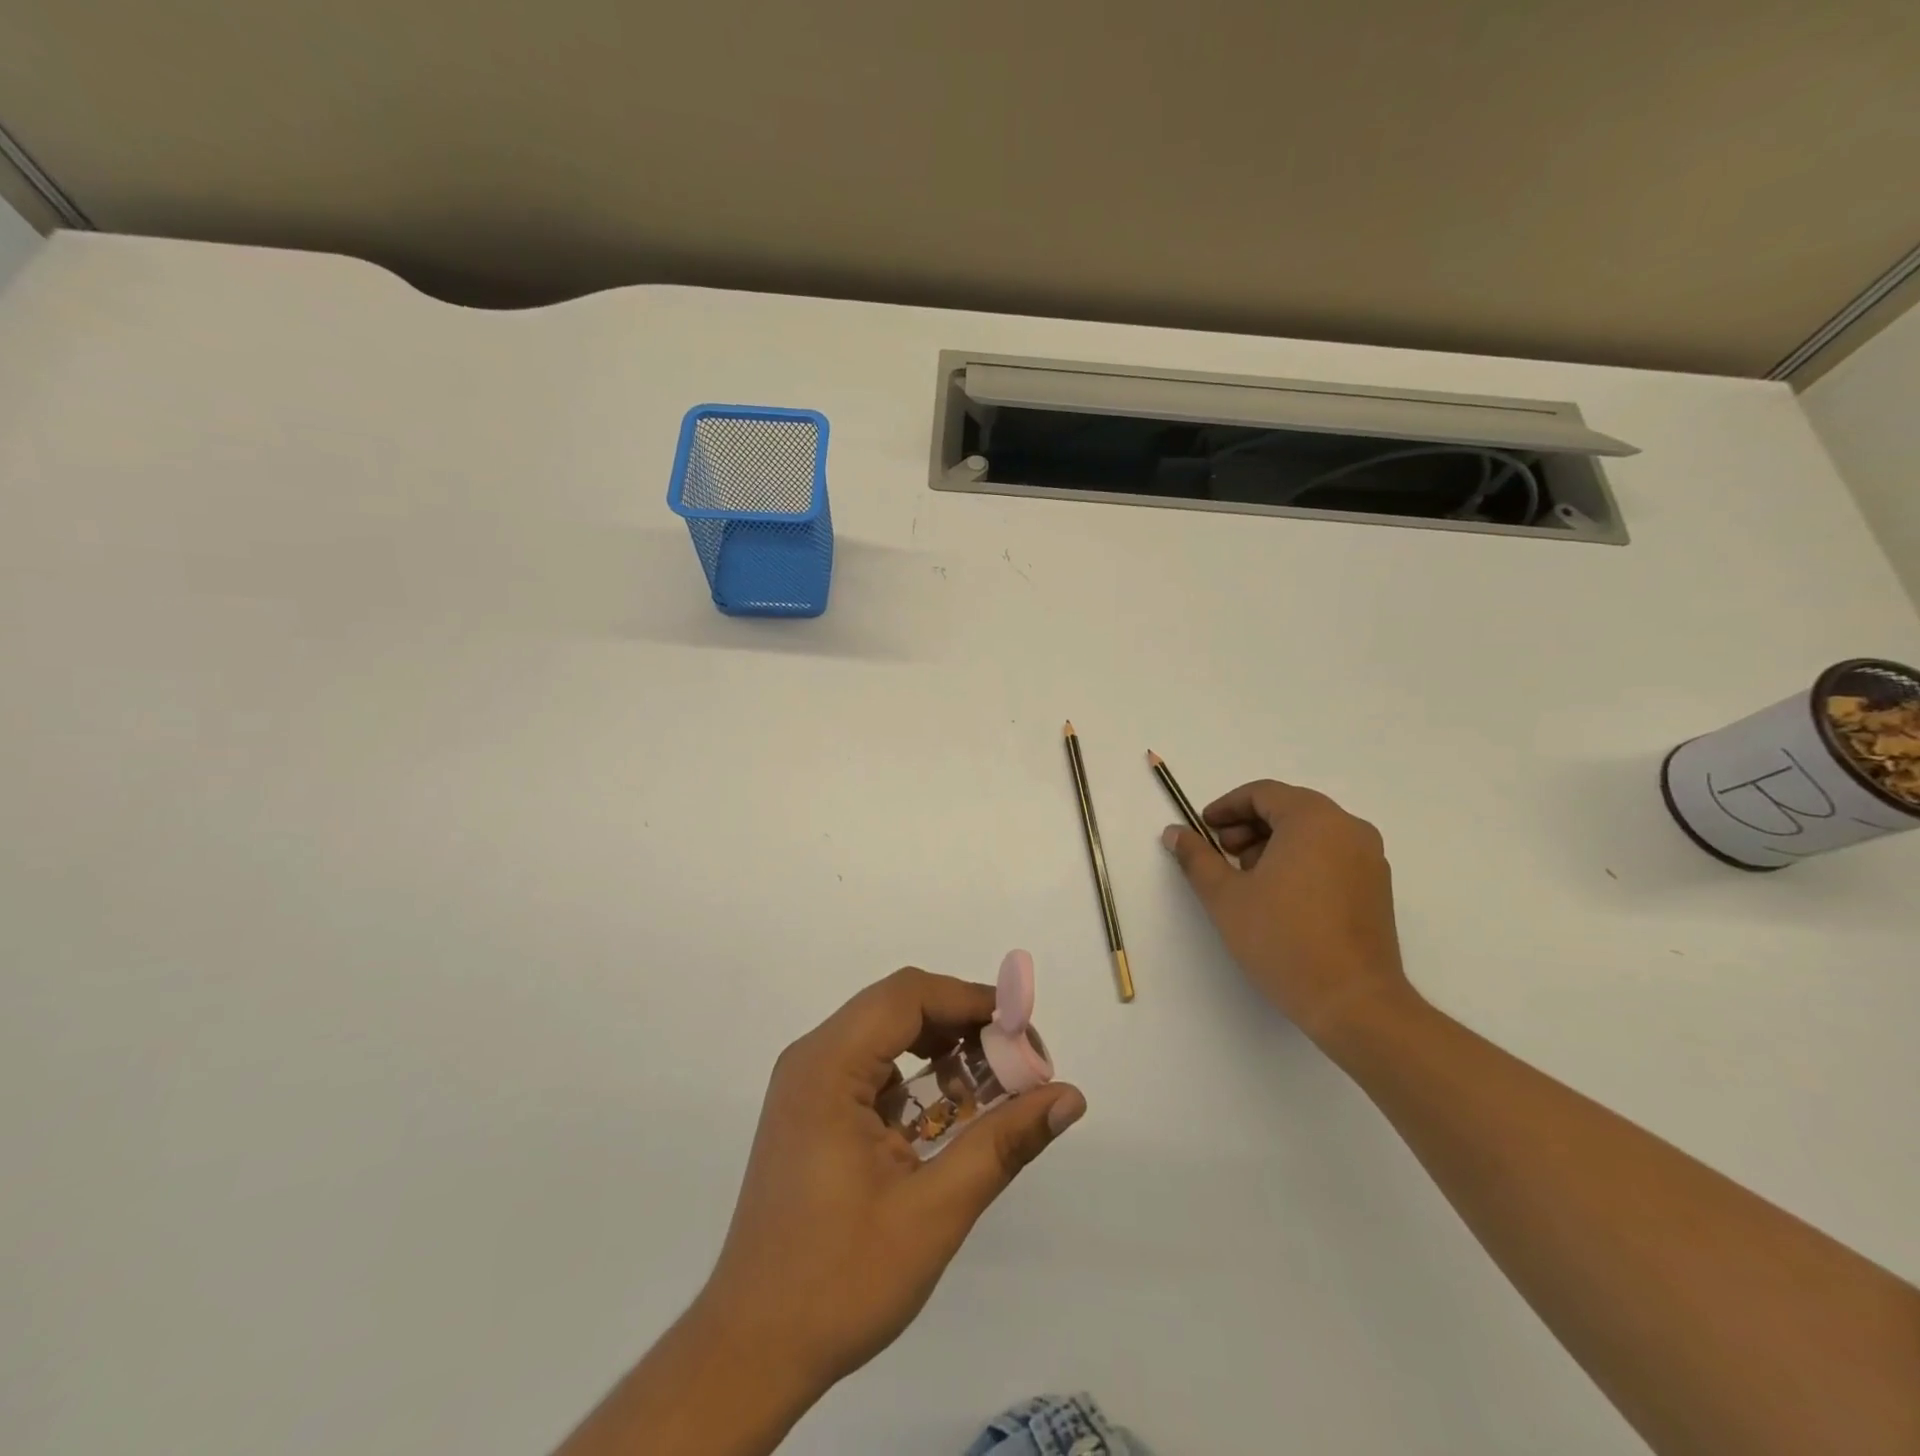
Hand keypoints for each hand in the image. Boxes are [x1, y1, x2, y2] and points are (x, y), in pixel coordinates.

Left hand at [698, 967, 1086, 1398]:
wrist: (751, 1353)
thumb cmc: (838, 1281)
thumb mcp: (933, 1211)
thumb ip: (1002, 1143)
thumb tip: (1070, 1097)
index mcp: (827, 1066)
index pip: (909, 995)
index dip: (972, 1001)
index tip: (1025, 1032)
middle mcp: (813, 1059)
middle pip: (900, 1007)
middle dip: (965, 1026)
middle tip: (1020, 1064)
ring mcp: (809, 1085)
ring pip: (889, 1036)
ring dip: (944, 1052)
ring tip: (996, 1088)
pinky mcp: (814, 1112)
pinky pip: (875, 1070)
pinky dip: (919, 1081)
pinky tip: (953, 1117)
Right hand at [1161, 779, 1413, 1044]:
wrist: (1353, 1002)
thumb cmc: (1283, 939)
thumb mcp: (1225, 896)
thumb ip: (1196, 857)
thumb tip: (1174, 833)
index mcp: (1314, 820)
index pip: (1263, 793)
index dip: (1226, 807)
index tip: (1203, 830)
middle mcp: (1348, 828)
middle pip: (1289, 809)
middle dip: (1248, 827)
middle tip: (1222, 855)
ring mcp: (1369, 859)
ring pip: (1311, 833)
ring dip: (1272, 844)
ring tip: (1247, 880)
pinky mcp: (1377, 888)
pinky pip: (1331, 856)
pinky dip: (1300, 861)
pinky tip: (1279, 897)